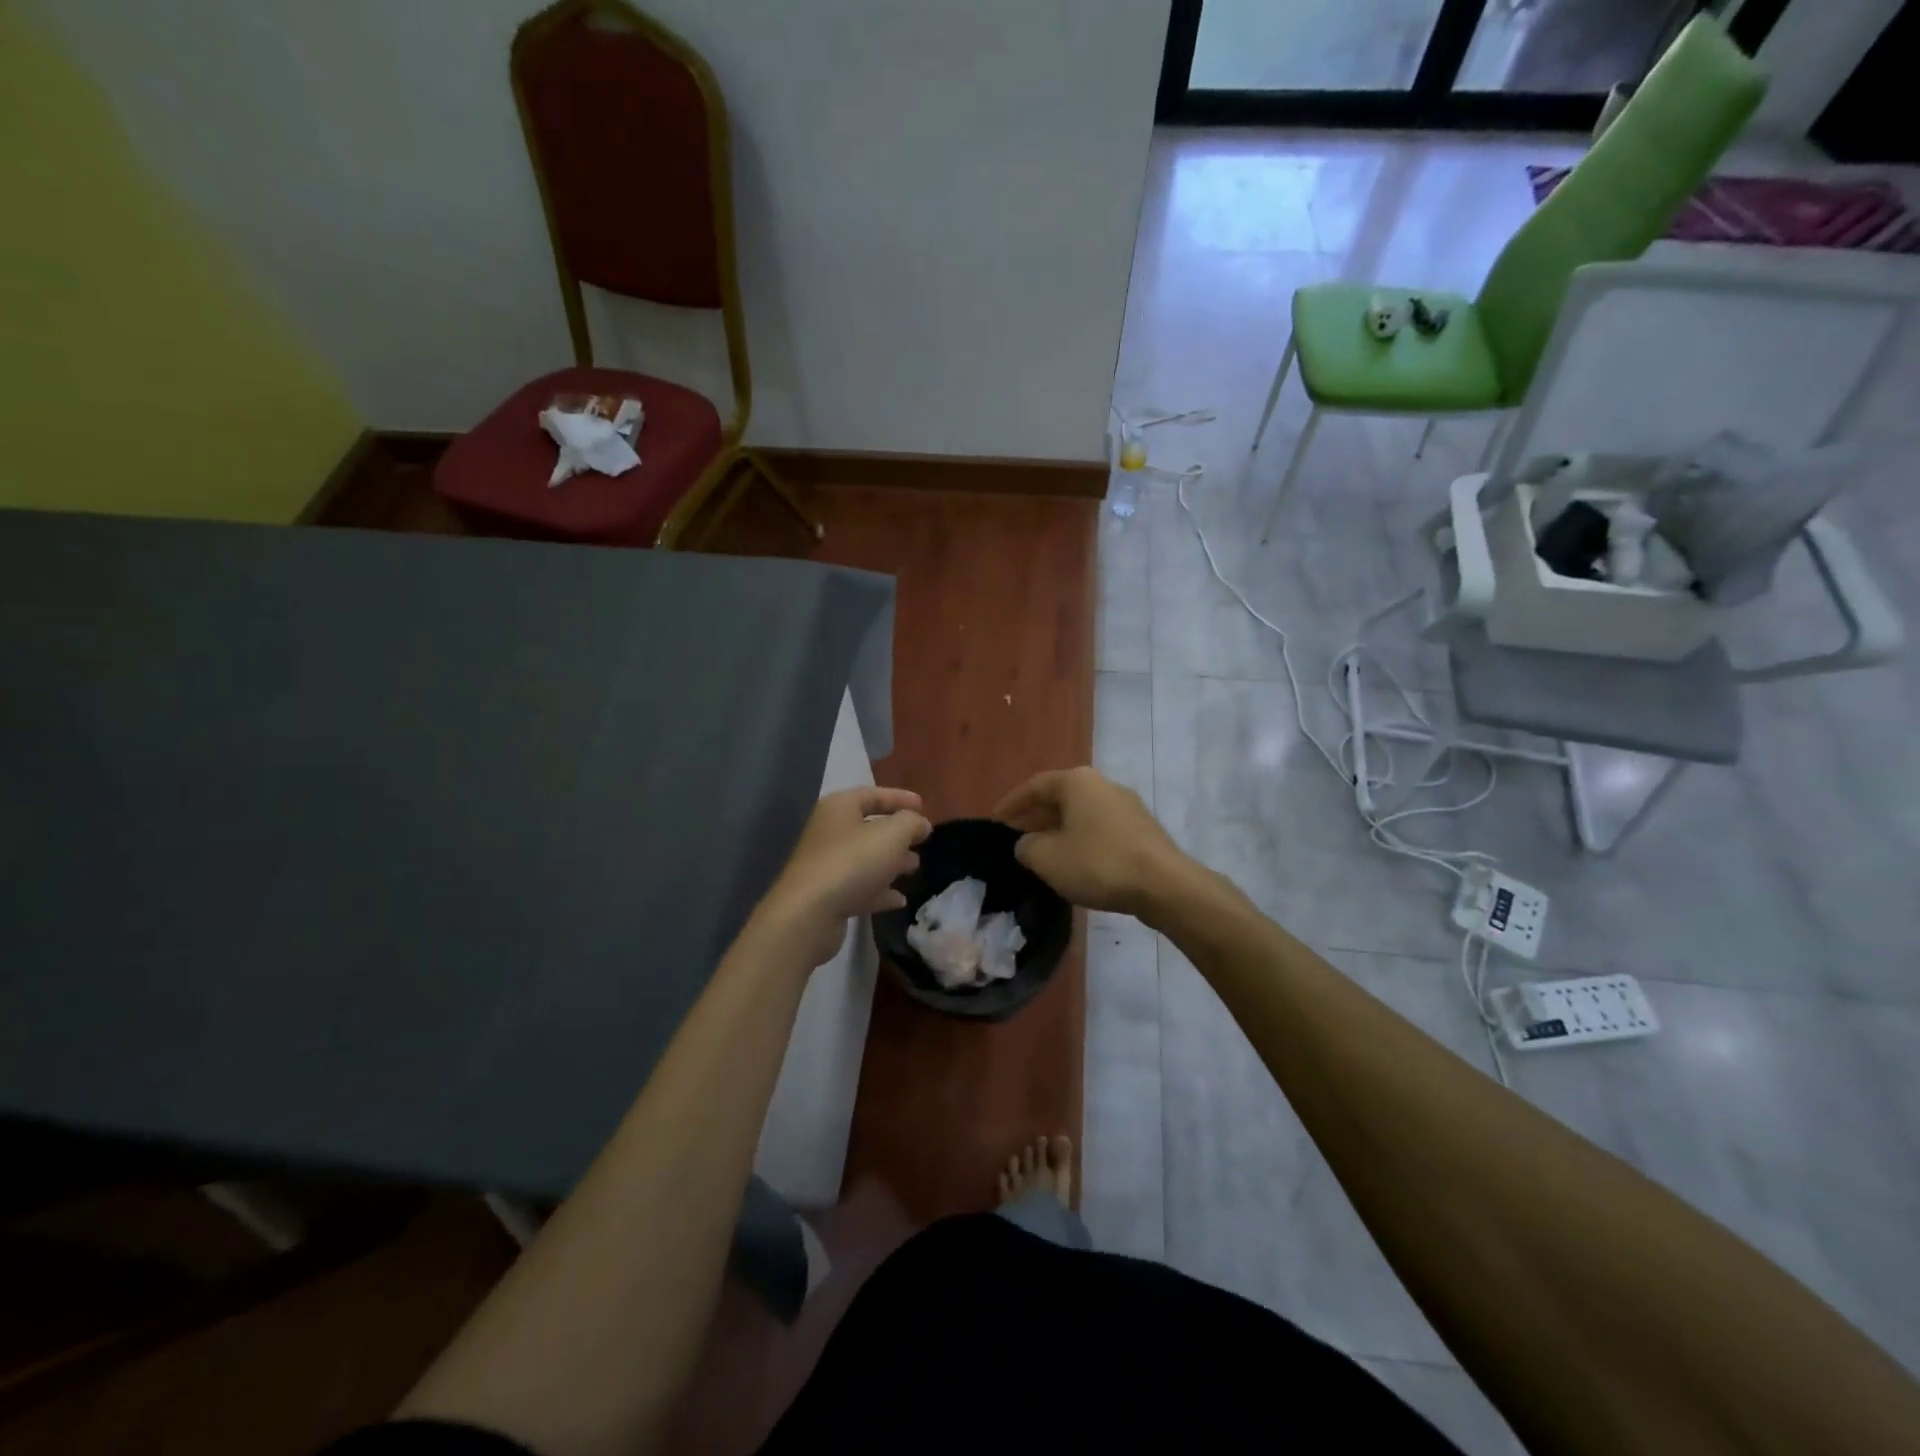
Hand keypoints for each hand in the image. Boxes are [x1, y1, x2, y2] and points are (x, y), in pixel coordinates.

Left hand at [760, 787, 930, 967]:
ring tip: (914, 868)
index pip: (873, 794)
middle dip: (898, 834)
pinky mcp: (827, 896)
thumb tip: (921, 824)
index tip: (924, 806)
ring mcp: (826, 865)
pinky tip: (899, 899)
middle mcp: (829, 832)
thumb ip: (912, 823)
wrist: (809, 914)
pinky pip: (860, 887)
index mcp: (839, 808)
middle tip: (922, 841)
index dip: (900, 798)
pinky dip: (880, 891)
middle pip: (869, 827)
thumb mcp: (892, 834)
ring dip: (891, 862)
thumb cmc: (853, 862)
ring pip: (866, 858)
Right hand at [993, 767, 1191, 918]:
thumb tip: (1027, 844)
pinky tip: (1075, 863)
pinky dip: (1082, 841)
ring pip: (1082, 814)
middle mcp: (1103, 785)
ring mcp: (1127, 806)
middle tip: (1016, 838)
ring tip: (1042, 853)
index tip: (995, 822)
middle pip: (1060, 798)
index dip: (1011, 804)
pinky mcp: (1142, 830)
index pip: (1034, 786)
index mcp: (1077, 782)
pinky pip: (1100, 829)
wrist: (1164, 885)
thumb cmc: (1098, 863)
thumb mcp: (1047, 858)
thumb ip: (1026, 847)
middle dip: (1035, 818)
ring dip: (1059, 831)